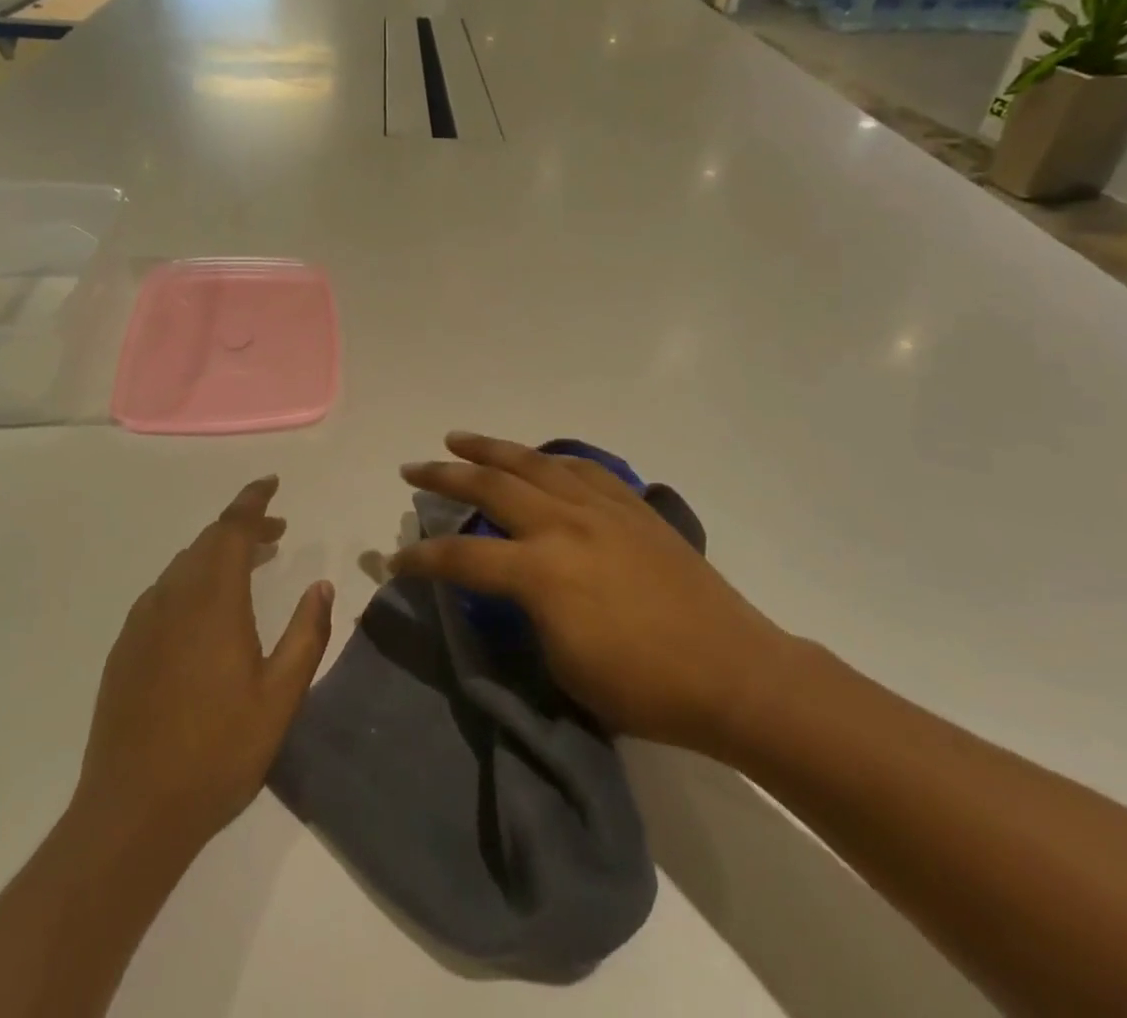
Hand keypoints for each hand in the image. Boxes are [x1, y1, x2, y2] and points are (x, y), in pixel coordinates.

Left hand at [73, 477, 333, 858]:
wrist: (132, 812)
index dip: (253, 501)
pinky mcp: (126, 647)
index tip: (271, 483)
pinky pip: (164, 591)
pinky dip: (193, 579)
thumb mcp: (280, 697)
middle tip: (277, 532)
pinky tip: (207, 609)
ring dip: (218, 553)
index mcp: (213, 601)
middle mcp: (173, 597)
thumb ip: (306, 634)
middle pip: (208, 541)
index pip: (232, 529)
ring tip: (250, 564)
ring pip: (184, 565)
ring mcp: (143, 621)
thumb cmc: (218, 752)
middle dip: (243, 527)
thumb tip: (322, 585)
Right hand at [391, 433, 793, 756]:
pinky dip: (550, 459)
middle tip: (411, 468)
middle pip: (490, 486)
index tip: (394, 560)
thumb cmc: (644, 688)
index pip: (462, 558)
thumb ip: (526, 616)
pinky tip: (538, 458)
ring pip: (532, 462)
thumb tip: (512, 588)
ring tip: (458, 438)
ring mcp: (600, 507)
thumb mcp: (563, 665)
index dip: (421, 560)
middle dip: (443, 476)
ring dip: (489, 447)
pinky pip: (581, 468)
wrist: (732, 672)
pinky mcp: (631, 506)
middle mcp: (564, 525)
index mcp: (542, 572)